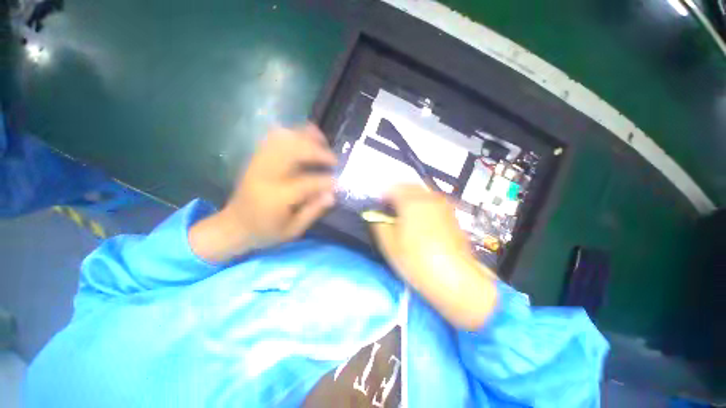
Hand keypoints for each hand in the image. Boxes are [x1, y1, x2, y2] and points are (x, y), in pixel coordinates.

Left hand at [190, 124, 337, 262]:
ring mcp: (259, 163)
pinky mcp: (256, 158)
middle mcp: (266, 175)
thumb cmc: (265, 232)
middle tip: (333, 160)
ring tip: (322, 144)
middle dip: (318, 152)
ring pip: (283, 139)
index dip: (327, 181)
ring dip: (306, 138)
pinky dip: (292, 134)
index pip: (307, 183)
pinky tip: (304, 139)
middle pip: (294, 151)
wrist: (233, 226)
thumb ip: (313, 211)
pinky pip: (274, 138)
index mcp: (276, 198)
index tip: (339, 182)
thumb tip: (332, 194)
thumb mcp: (293, 230)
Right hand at [371, 185, 497, 329]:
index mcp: (411, 201)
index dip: (383, 196)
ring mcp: (443, 205)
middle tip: (391, 209)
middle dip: (397, 194)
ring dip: (411, 198)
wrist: (454, 278)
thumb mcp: (389, 244)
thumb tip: (375, 215)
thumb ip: (378, 223)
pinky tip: (422, 221)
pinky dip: (423, 205)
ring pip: (422, 193)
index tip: (379, 208)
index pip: (393, 188)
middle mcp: (429, 198)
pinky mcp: (452, 215)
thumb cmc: (416, 260)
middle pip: (409, 186)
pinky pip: (433, 202)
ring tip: (405, 214)